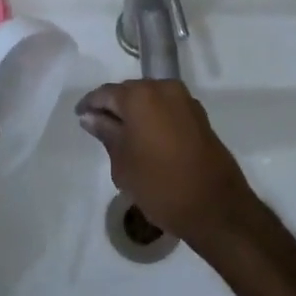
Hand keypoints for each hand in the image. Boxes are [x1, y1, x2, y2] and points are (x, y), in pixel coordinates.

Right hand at [75, 80, 257, 245]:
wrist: (215, 206)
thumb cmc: (160, 184)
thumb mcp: (123, 162)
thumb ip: (106, 132)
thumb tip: (90, 117)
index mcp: (140, 95)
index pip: (106, 93)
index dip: (90, 104)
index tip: (79, 117)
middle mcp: (164, 88)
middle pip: (130, 92)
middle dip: (114, 107)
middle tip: (99, 127)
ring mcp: (185, 100)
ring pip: (150, 100)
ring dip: (135, 113)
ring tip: (122, 137)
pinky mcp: (199, 116)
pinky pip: (167, 109)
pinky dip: (154, 119)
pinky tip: (146, 140)